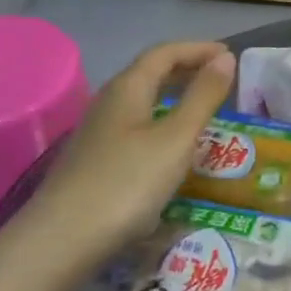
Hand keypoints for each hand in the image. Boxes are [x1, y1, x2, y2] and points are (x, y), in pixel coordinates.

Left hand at [0, 40, 235, 290]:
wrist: (60, 241)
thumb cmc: (127, 183)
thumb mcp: (176, 138)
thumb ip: (203, 97)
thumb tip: (225, 58)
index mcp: (128, 89)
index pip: (165, 53)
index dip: (198, 49)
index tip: (230, 55)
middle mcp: (109, 103)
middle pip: (150, 73)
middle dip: (187, 69)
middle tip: (221, 78)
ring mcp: (97, 133)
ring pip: (142, 101)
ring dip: (174, 97)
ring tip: (204, 109)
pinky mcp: (94, 161)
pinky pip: (136, 126)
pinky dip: (162, 122)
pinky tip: (172, 147)